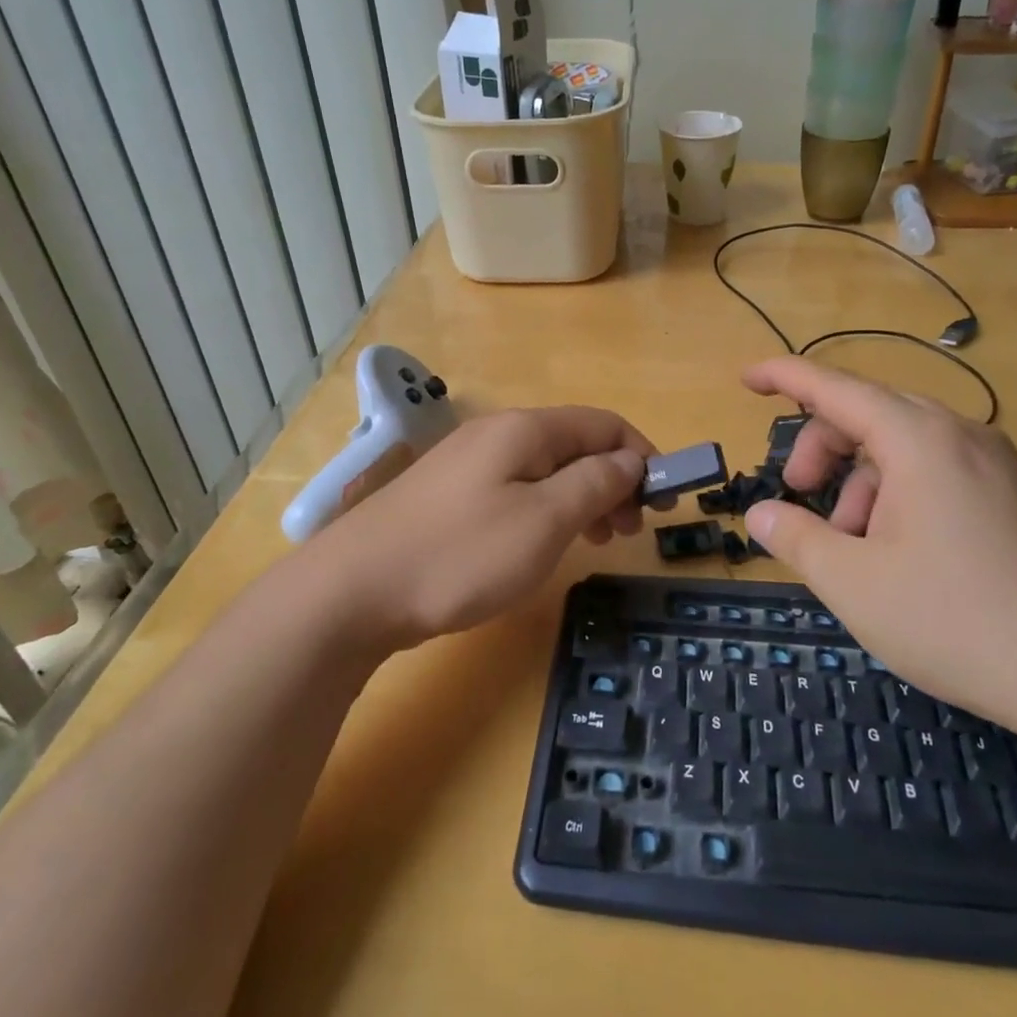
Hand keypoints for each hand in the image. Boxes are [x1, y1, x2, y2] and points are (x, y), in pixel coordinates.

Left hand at [306, 406, 653, 651]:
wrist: (351, 592)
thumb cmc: (460, 555)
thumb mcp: (544, 520)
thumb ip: (595, 483)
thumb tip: (630, 460)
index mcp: (525, 429)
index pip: (603, 423)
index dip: (642, 454)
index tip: (664, 500)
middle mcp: (497, 434)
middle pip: (575, 444)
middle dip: (613, 480)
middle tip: (629, 531)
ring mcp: (467, 464)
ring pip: (545, 469)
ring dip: (582, 497)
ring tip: (596, 541)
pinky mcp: (448, 496)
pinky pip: (515, 489)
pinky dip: (546, 509)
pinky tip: (544, 542)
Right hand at [740, 357, 1016, 740]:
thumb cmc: (958, 620)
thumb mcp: (855, 583)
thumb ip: (796, 539)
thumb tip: (762, 514)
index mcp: (918, 439)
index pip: (834, 388)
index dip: (784, 377)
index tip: (745, 378)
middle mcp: (960, 435)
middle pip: (869, 413)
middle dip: (822, 446)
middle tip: (799, 495)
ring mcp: (996, 465)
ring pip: (905, 446)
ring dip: (861, 480)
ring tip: (853, 545)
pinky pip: (940, 471)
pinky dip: (900, 494)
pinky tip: (900, 552)